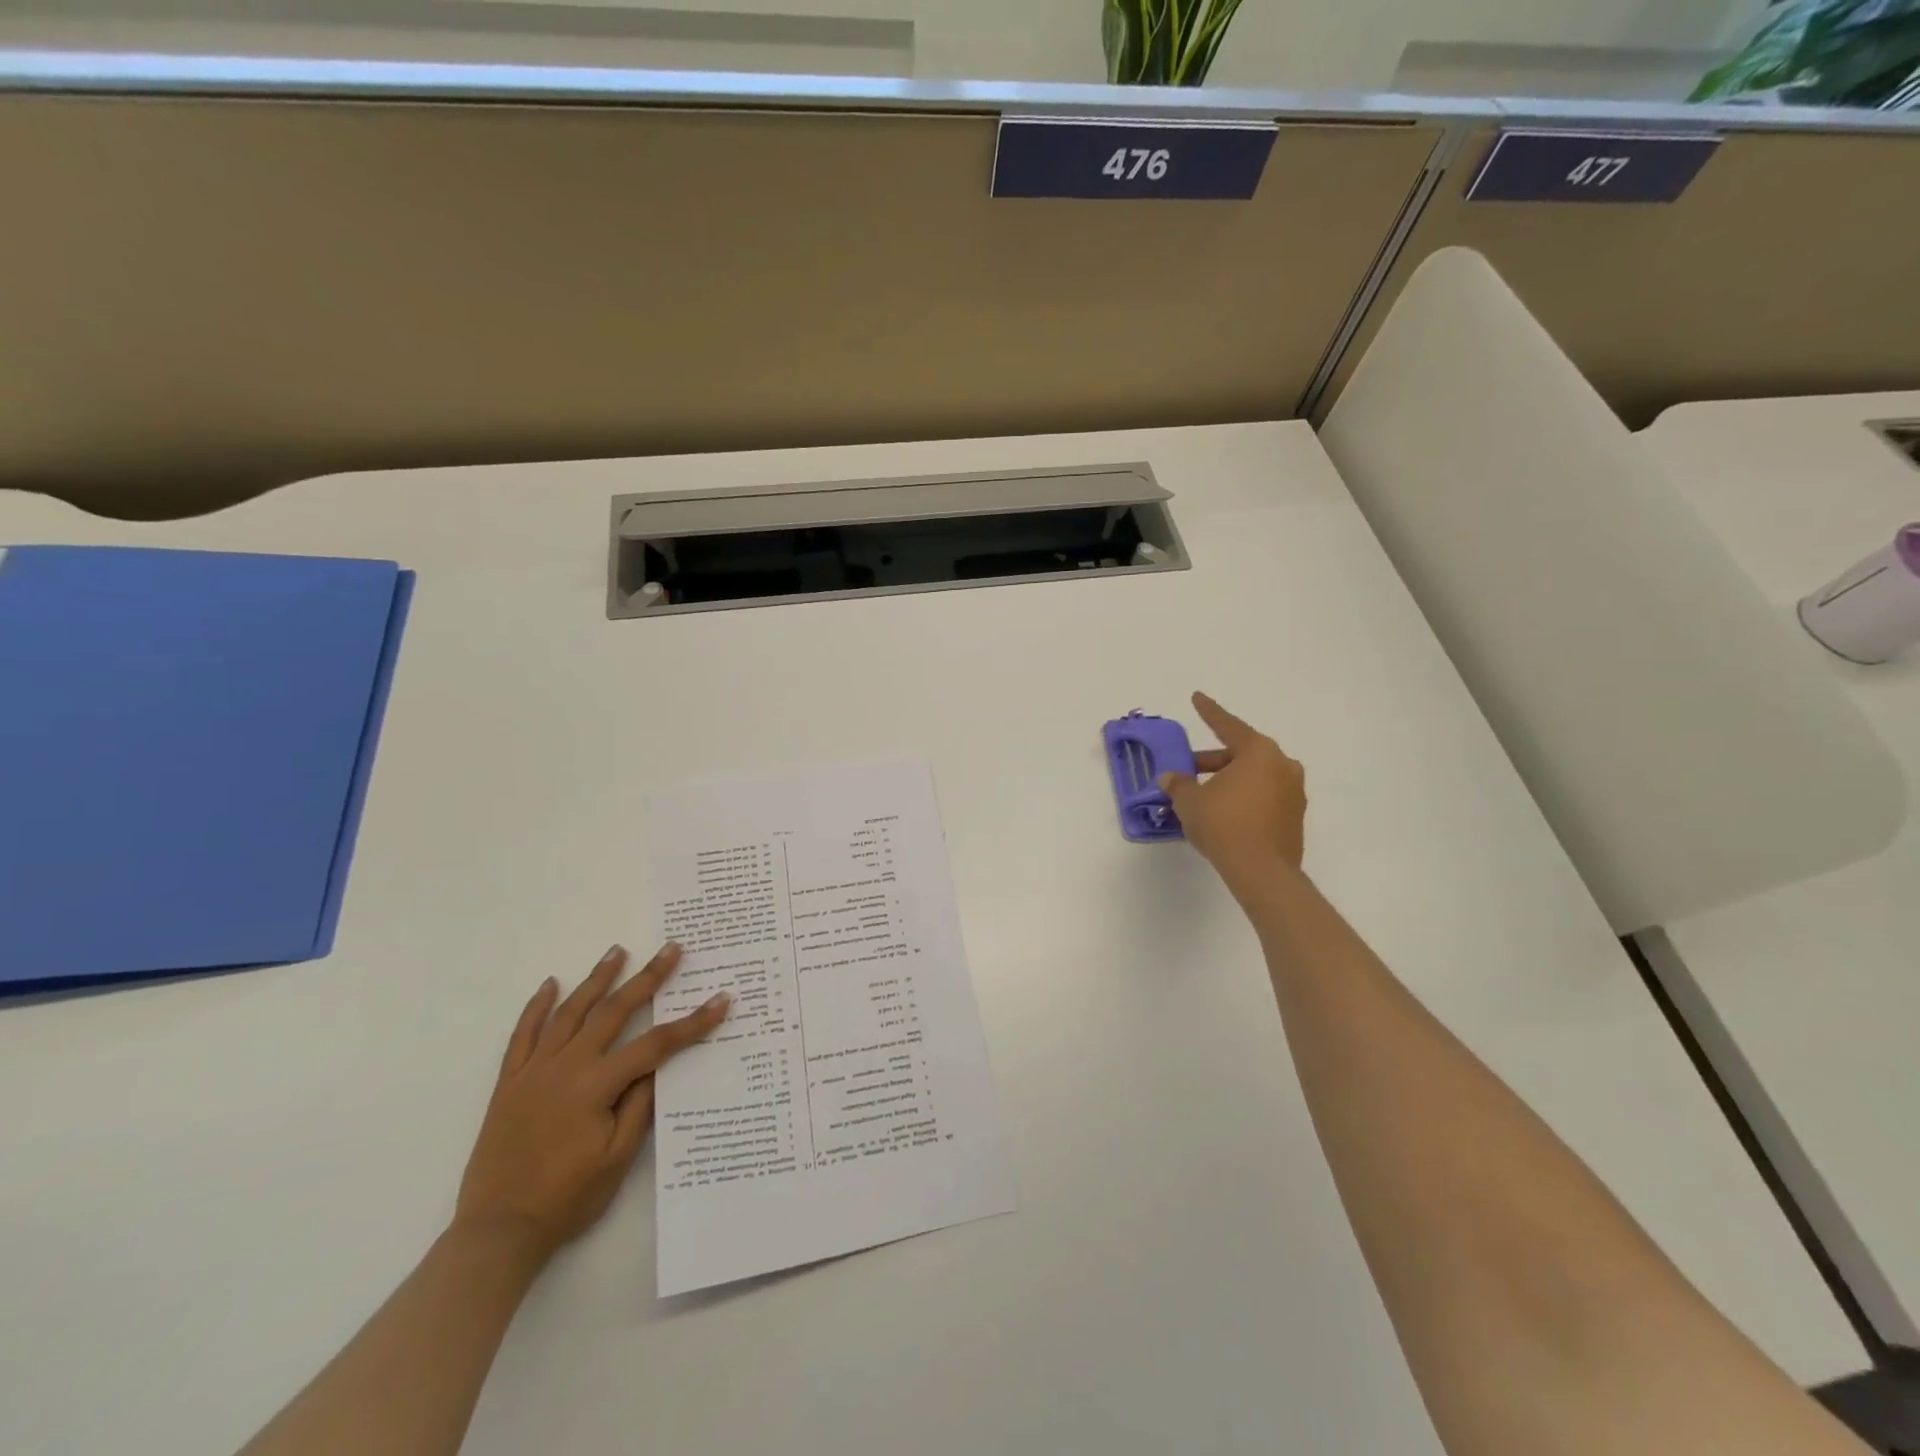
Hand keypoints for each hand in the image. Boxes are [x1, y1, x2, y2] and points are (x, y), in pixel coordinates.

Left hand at [454, 943, 729, 1265]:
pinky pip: (522, 1035)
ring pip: (569, 1013)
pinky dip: (537, 1007)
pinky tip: (550, 985)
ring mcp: (534, 1071)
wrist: (497, 1232)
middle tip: (671, 950)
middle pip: (613, 1012)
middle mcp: (565, 1067)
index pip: (655, 1045)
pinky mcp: (510, 1082)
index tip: (719, 1000)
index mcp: (596, 1086)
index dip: (691, 1023)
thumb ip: (639, 1106)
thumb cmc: (566, 1198)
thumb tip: (657, 1065)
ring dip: (597, 979)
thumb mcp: (616, 1158)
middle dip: (647, 978)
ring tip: (617, 951)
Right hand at [1159, 692, 1307, 886]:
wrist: (1262, 871)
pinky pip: (1263, 797)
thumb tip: (1170, 777)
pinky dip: (1243, 798)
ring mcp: (1294, 792)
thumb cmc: (1224, 824)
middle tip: (1187, 770)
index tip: (1197, 697)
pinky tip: (1222, 814)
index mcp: (1259, 752)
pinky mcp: (1295, 817)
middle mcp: (1282, 765)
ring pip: (1253, 777)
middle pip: (1241, 754)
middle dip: (1212, 761)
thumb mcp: (1190, 801)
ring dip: (1228, 781)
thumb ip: (1179, 784)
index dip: (1208, 711)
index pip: (1228, 725)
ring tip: (1202, 796)